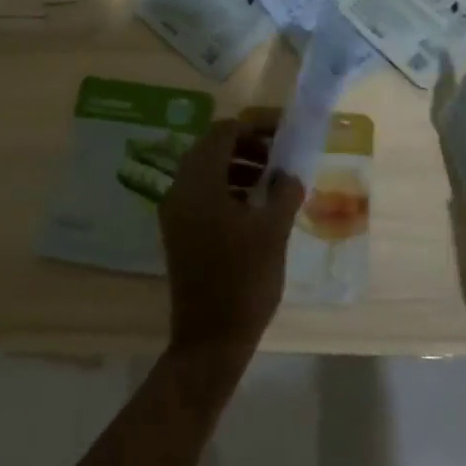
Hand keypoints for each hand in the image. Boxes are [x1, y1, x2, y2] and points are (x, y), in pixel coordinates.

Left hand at [158, 120, 304, 371]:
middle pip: (211, 147)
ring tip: (272, 180)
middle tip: (279, 155)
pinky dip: (227, 186)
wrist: (211, 339)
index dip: (255, 126)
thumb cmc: (245, 280)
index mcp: (199, 183)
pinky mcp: (179, 231)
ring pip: (206, 170)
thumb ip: (284, 192)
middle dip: (247, 144)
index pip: (224, 132)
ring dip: (238, 165)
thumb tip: (290, 174)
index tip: (283, 133)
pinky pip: (202, 192)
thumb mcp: (273, 230)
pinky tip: (254, 204)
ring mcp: (175, 212)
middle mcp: (180, 190)